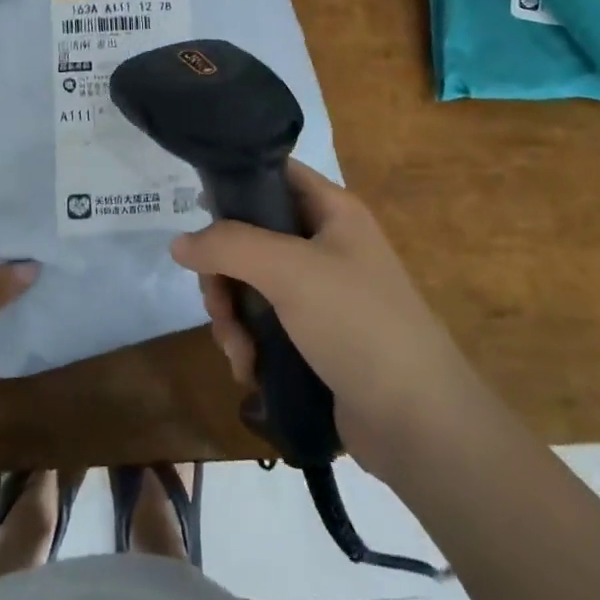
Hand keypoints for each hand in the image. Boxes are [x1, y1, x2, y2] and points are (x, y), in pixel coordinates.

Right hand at [170, 161, 462, 485]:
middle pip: (251, 237)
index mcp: (332, 211)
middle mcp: (325, 245)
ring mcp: (320, 294)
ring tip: (239, 352)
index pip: (273, 174)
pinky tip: (249, 370)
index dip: (234, 184)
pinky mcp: (314, 338)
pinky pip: (264, 324)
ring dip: (232, 317)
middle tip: (219, 307)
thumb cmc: (358, 324)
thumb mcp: (289, 270)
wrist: (420, 425)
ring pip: (251, 284)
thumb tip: (179, 243)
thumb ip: (229, 245)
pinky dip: (249, 343)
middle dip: (224, 275)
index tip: (197, 212)